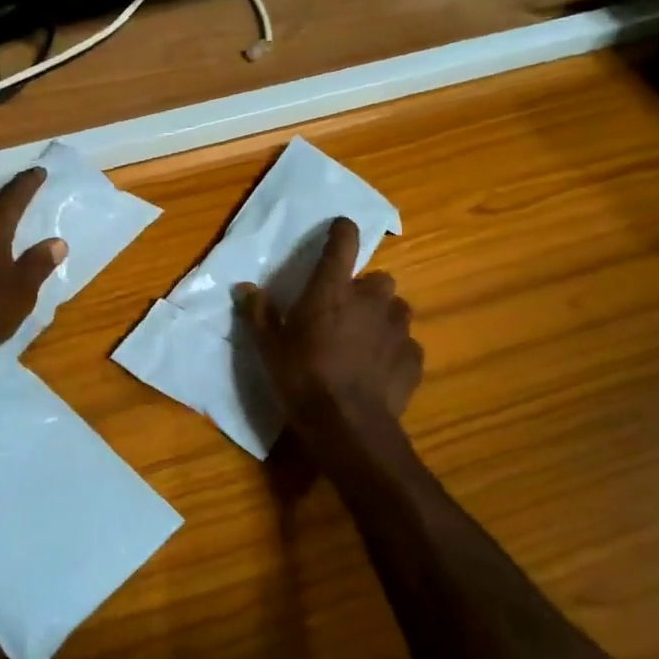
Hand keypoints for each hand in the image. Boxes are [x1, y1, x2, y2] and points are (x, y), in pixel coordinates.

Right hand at [240, 216, 423, 475]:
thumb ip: (259, 313)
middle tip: (345, 311)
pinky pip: (406, 344)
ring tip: (365, 340)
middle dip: (365, 290)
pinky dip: (395, 351)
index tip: (338, 230)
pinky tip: (379, 370)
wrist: (348, 427)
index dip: (341, 232)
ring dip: (383, 318)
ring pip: (396, 309)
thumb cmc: (303, 378)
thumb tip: (245, 288)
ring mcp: (397, 328)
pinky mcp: (413, 358)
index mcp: (333, 288)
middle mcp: (371, 299)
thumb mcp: (270, 347)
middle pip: (378, 278)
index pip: (344, 241)